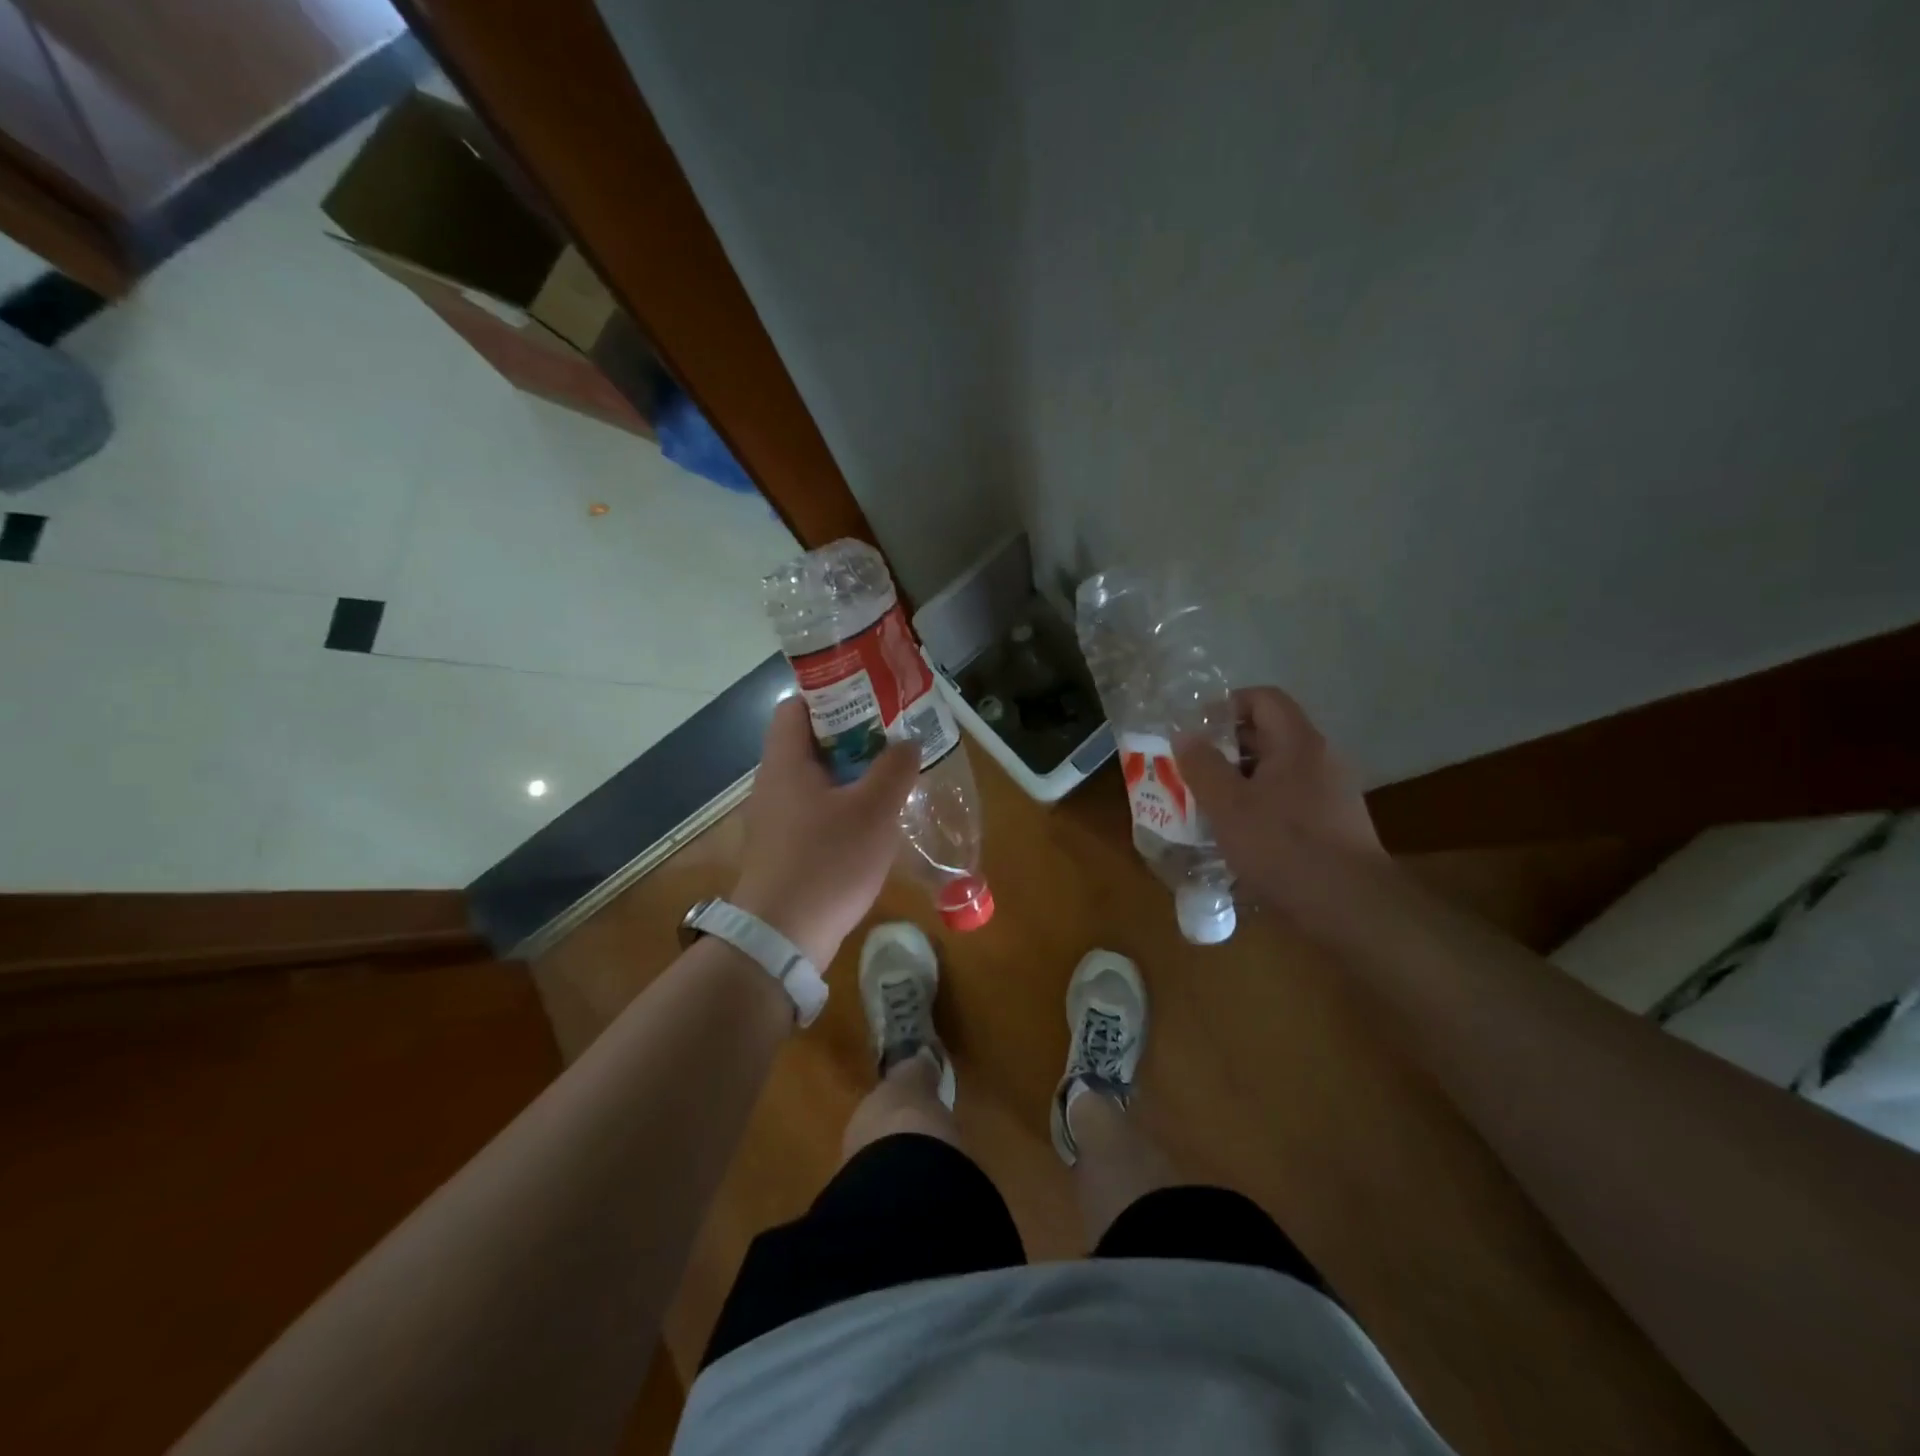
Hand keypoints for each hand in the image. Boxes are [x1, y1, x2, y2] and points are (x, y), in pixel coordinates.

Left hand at [731, 696, 920, 967]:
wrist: (782, 938)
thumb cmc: (828, 862)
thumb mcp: (874, 811)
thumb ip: (894, 768)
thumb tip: (907, 741)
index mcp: (786, 762)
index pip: (797, 706)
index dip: (833, 696)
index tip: (872, 700)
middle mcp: (773, 783)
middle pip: (810, 742)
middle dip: (853, 736)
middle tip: (894, 738)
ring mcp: (775, 818)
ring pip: (816, 780)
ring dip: (852, 774)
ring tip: (892, 775)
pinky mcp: (783, 848)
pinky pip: (814, 811)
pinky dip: (842, 806)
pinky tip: (873, 821)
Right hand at [1174, 686, 1385, 910]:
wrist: (1350, 906)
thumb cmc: (1283, 846)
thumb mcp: (1228, 805)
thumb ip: (1202, 766)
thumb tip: (1184, 735)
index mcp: (1298, 742)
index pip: (1264, 698)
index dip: (1226, 705)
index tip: (1196, 731)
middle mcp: (1321, 758)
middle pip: (1270, 733)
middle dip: (1226, 747)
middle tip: (1192, 768)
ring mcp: (1332, 792)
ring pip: (1278, 769)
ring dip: (1241, 779)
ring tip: (1208, 802)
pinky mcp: (1334, 823)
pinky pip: (1290, 798)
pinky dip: (1261, 804)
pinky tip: (1239, 833)